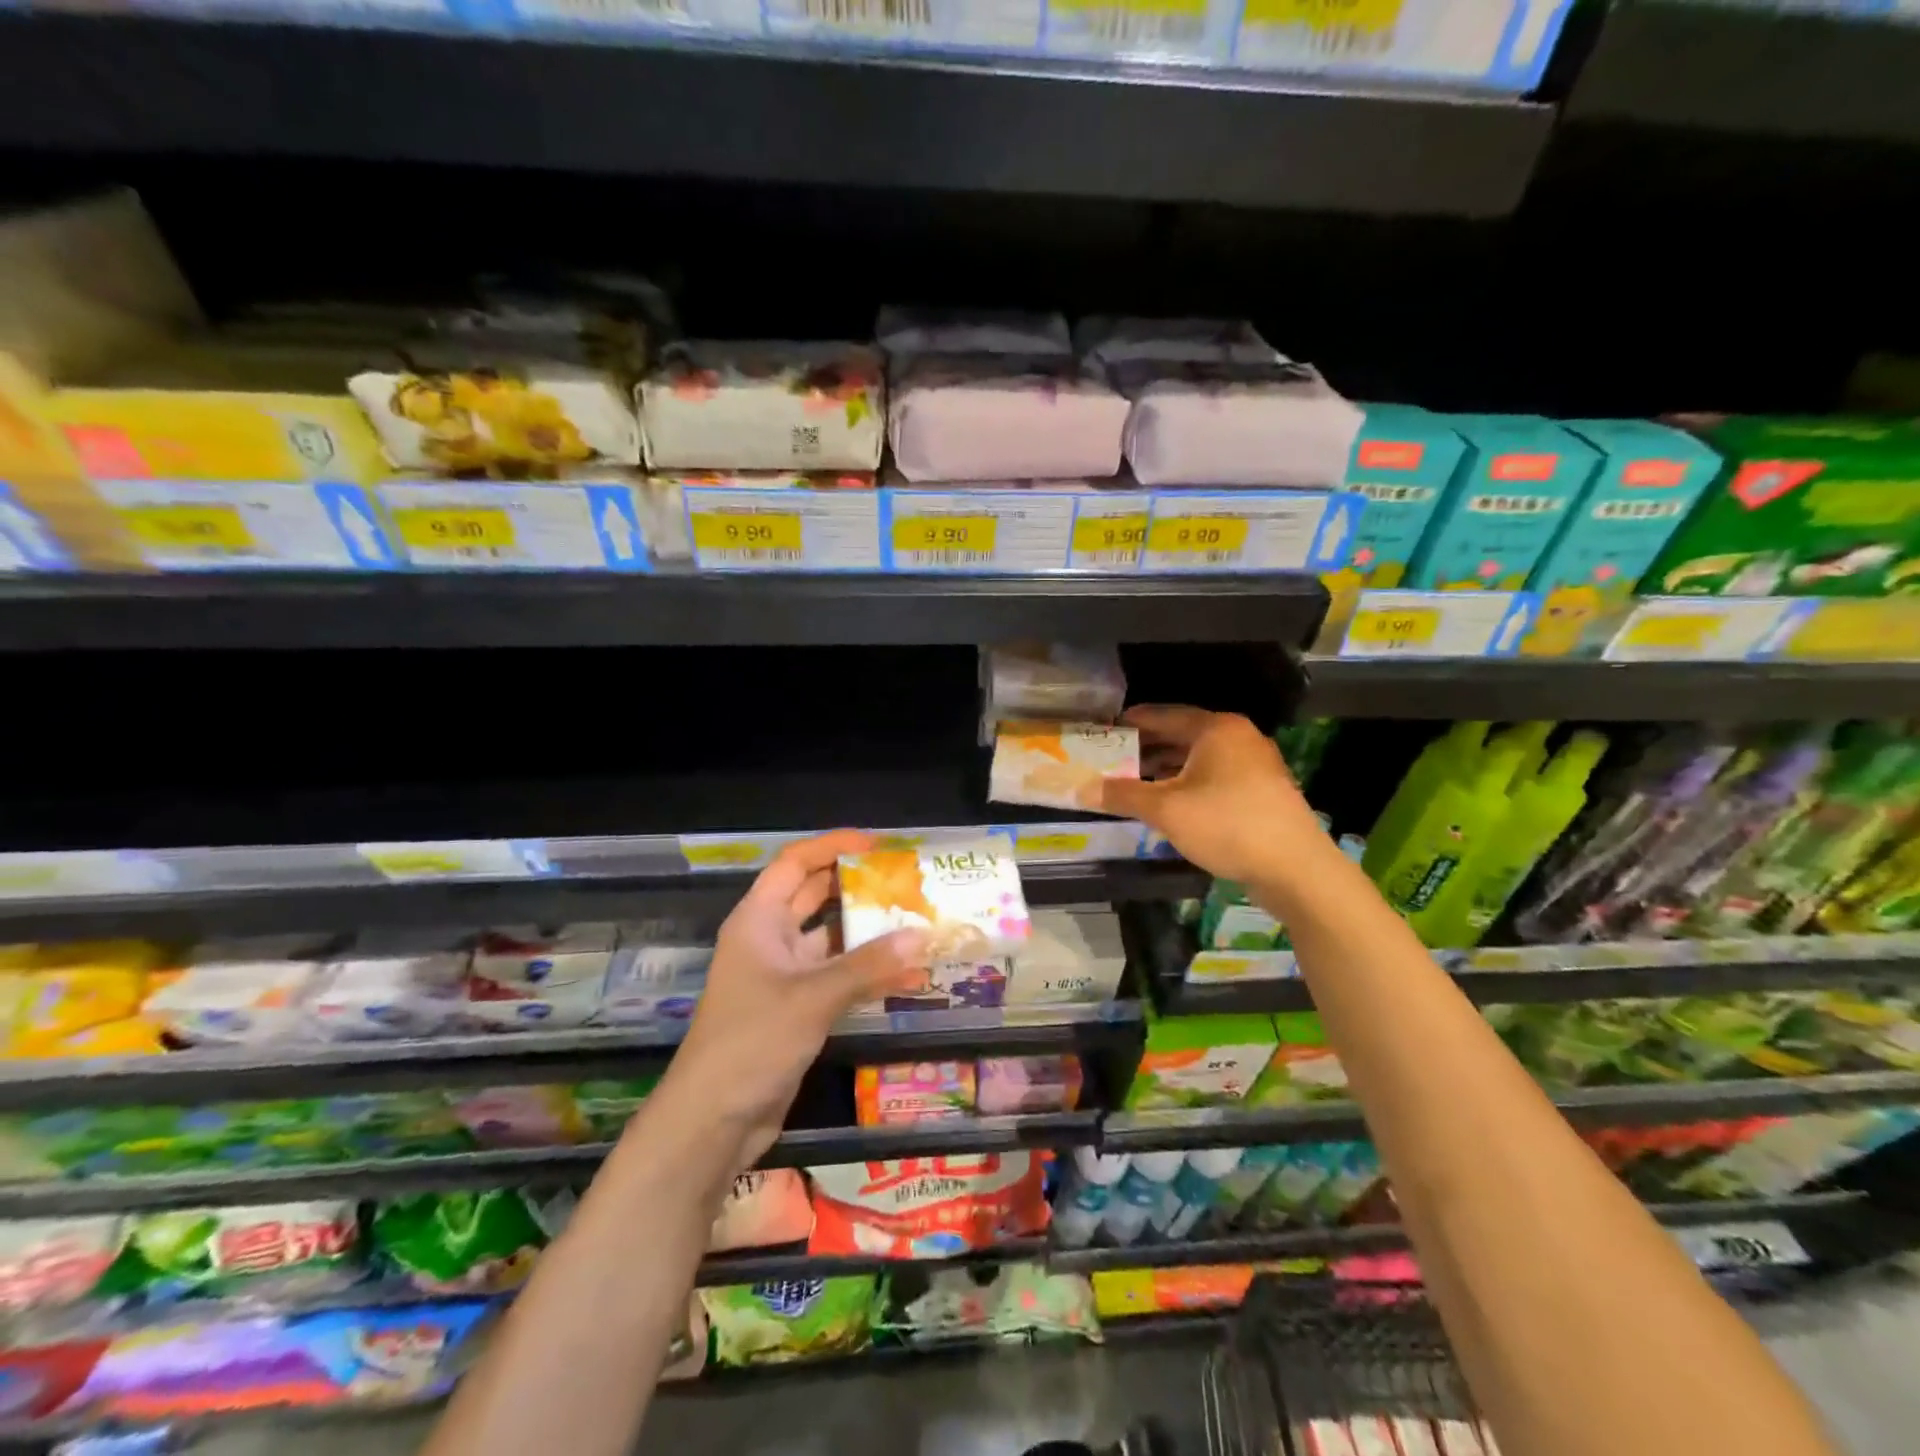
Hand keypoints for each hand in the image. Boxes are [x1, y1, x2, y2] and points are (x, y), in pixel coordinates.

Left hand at [659, 830, 929, 1173]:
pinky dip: (867, 972)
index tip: (877, 845)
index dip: (832, 846)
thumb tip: (923, 936)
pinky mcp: (797, 1008)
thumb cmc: (753, 1042)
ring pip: (831, 939)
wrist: (713, 1122)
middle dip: (857, 885)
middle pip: (815, 896)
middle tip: (905, 879)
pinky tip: (907, 975)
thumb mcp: (813, 997)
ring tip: (916, 920)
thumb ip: (868, 965)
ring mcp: (783, 975)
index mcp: (759, 920)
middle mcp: (770, 939)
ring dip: (868, 932)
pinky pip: (837, 976)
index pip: (795, 863)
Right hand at [1102, 705, 1328, 883]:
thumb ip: (1122, 795)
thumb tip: (1081, 789)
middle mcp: (1238, 737)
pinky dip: (1190, 783)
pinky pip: (1216, 776)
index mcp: (1216, 729)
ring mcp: (1255, 764)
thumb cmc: (1226, 824)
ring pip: (1200, 758)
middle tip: (1114, 758)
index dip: (1133, 722)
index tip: (1106, 729)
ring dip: (1168, 768)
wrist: (1294, 868)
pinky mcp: (1263, 790)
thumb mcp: (1165, 809)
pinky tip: (1171, 803)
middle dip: (1147, 747)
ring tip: (1135, 782)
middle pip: (1183, 735)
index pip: (1164, 715)